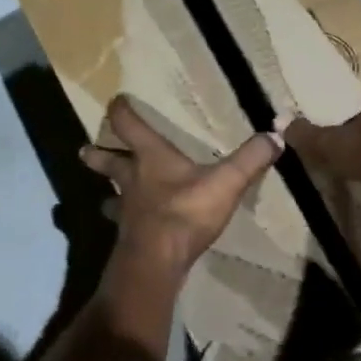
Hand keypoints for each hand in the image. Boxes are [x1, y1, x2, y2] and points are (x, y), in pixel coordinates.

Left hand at [81, 96, 282, 279]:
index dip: (121, 111)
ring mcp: (127, 210)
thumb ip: (251, 158)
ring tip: (104, 198)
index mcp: (151, 158)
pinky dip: (123, 223)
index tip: (116, 101)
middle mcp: (132, 179)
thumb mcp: (226, 182)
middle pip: (108, 162)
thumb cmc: (186, 212)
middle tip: (84, 151)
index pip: (129, 125)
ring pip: (111, 196)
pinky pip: (123, 224)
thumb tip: (276, 135)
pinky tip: (128, 230)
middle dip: (97, 155)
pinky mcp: (129, 236)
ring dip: (107, 194)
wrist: (158, 259)